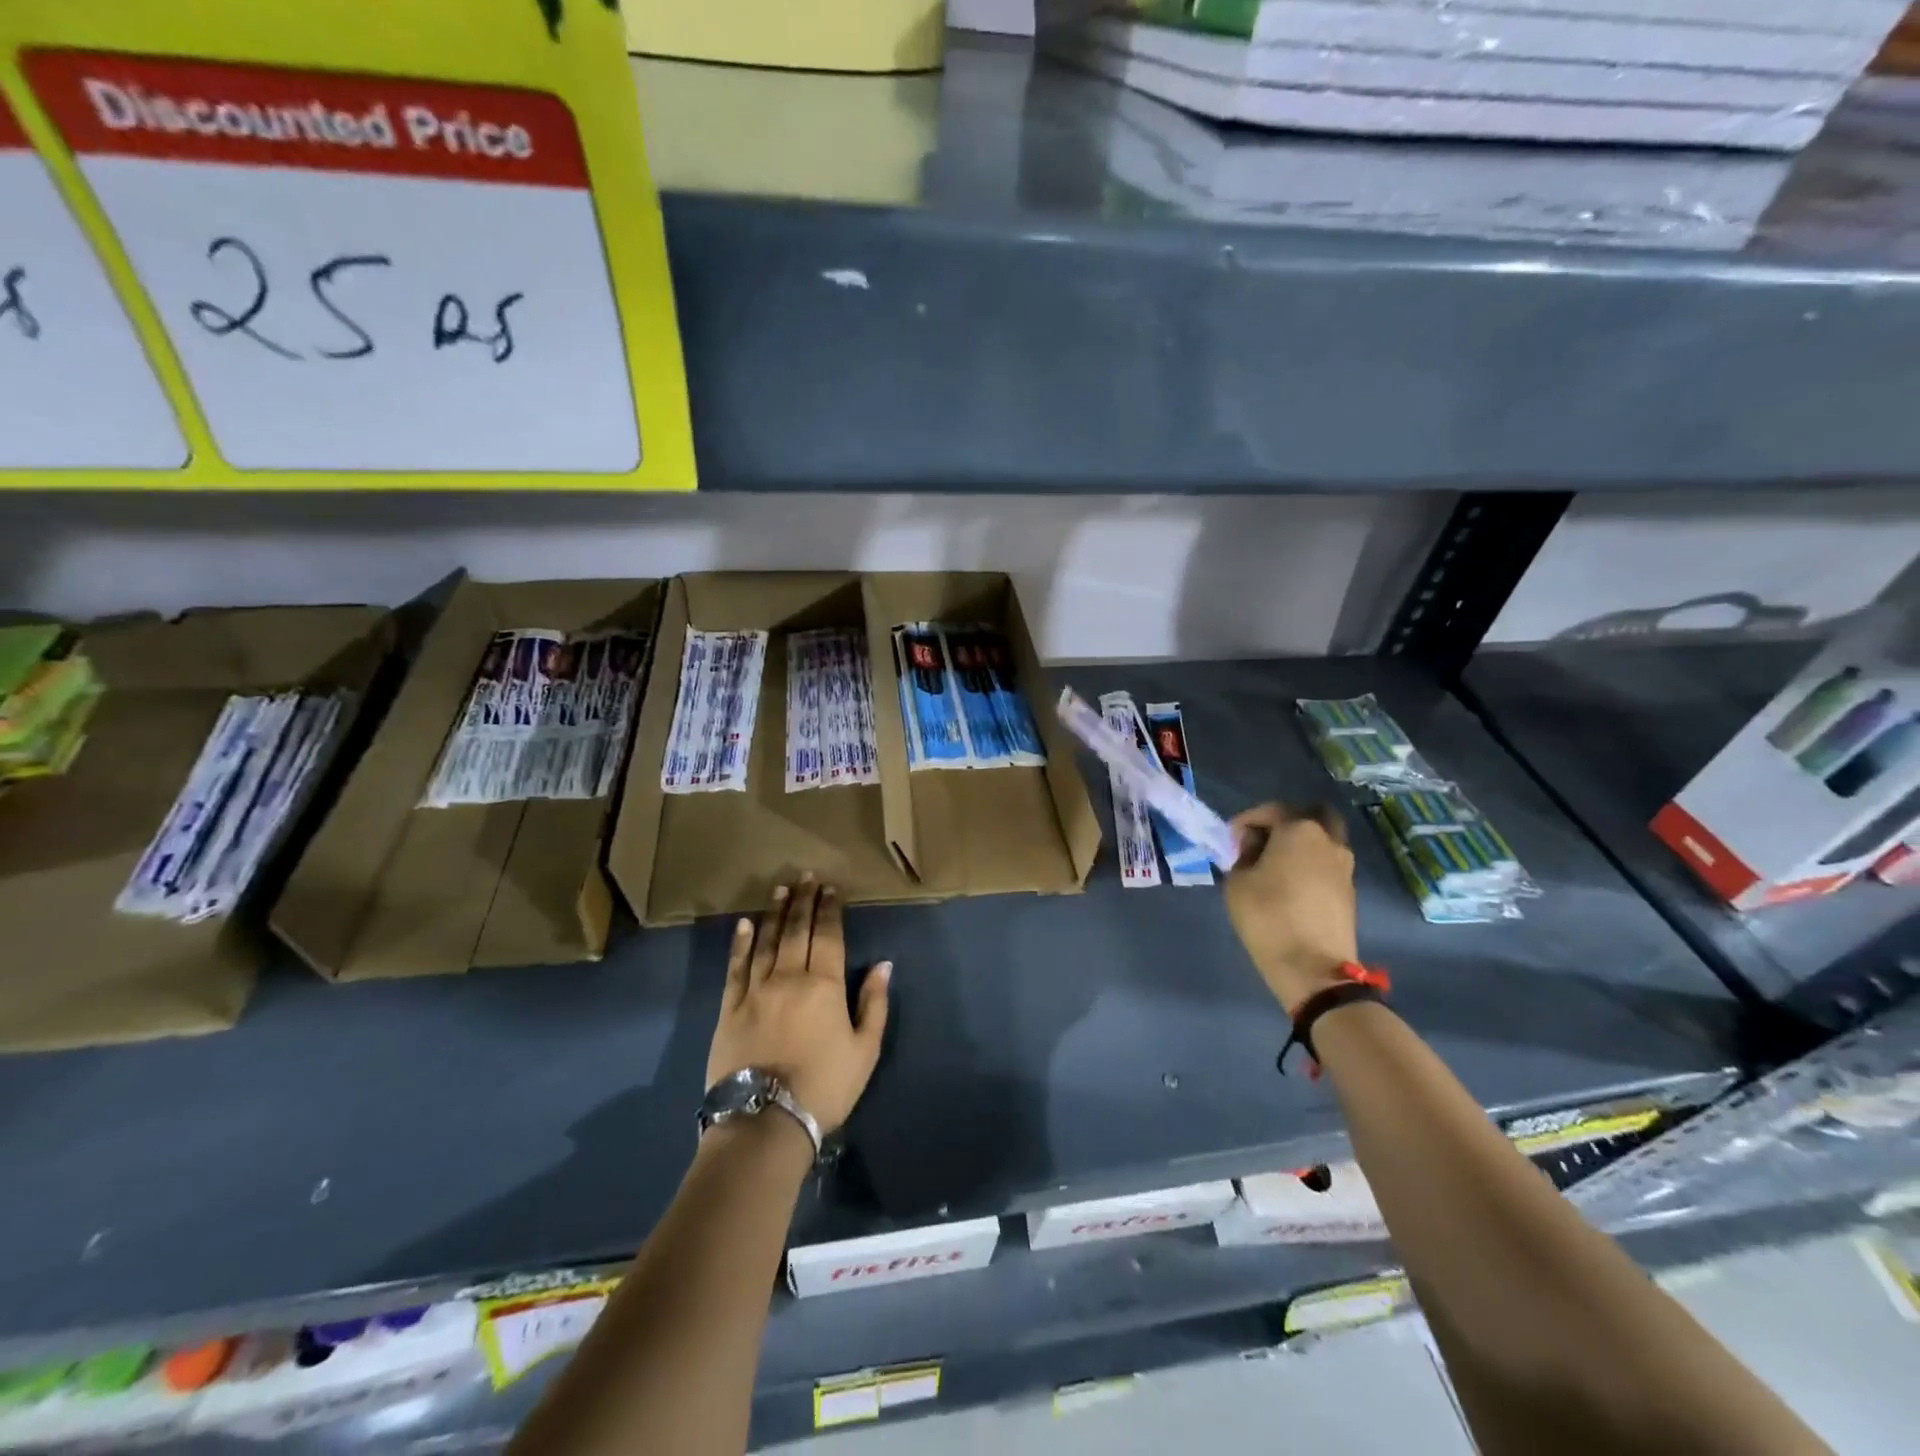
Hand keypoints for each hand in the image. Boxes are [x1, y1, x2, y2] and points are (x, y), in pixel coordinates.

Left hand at [706, 876, 891, 1136]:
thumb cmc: (825, 1087)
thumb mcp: (865, 1050)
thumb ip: (874, 1003)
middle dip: (804, 900)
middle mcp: (789, 977)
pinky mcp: (729, 1008)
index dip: (830, 909)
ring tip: (780, 889)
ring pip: (767, 941)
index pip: (828, 936)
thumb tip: (884, 964)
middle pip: (797, 930)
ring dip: (775, 913)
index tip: (831, 888)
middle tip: (806, 877)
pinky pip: (735, 967)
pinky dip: (740, 943)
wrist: (765, 1121)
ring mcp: (755, 990)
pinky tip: (744, 925)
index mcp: (824, 985)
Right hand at [1224, 803, 1358, 1013]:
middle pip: (1313, 815)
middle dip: (1288, 822)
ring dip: (1302, 844)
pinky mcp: (1349, 891)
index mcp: (1300, 830)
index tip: (1232, 837)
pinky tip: (1291, 884)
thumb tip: (1255, 846)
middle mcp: (1328, 841)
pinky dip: (1311, 865)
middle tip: (1265, 840)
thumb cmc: (1267, 916)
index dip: (1248, 820)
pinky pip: (1328, 864)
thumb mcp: (1238, 881)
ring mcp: (1344, 867)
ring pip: (1324, 841)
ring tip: (1276, 865)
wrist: (1312, 967)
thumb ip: (1244, 854)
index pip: (1273, 810)